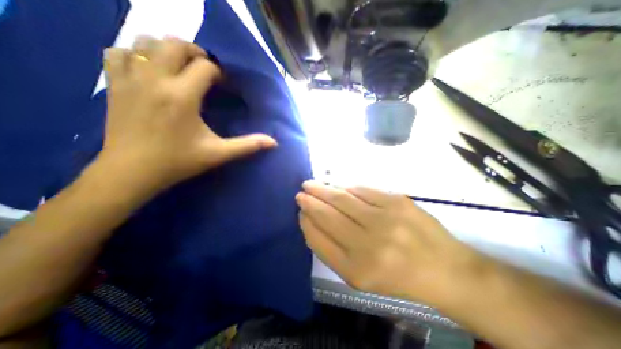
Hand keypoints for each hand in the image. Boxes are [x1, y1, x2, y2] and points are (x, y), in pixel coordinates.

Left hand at [99, 36, 275, 193]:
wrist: (132, 171)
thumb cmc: (180, 161)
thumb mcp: (219, 153)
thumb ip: (248, 145)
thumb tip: (274, 142)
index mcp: (183, 96)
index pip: (205, 67)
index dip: (217, 72)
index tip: (221, 85)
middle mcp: (155, 79)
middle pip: (175, 45)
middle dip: (194, 52)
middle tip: (204, 69)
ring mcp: (131, 79)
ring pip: (145, 43)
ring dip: (166, 49)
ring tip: (179, 66)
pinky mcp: (114, 84)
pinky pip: (118, 52)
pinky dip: (136, 54)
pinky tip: (149, 70)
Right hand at [296, 181, 483, 302]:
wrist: (445, 269)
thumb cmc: (397, 277)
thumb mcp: (359, 276)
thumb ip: (331, 249)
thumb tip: (312, 221)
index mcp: (356, 270)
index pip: (319, 239)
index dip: (306, 222)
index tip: (300, 212)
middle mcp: (368, 246)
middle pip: (328, 215)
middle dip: (309, 201)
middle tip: (300, 193)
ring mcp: (384, 220)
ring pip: (342, 198)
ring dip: (323, 189)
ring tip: (311, 184)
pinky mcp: (397, 201)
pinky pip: (362, 189)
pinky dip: (346, 187)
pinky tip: (338, 186)